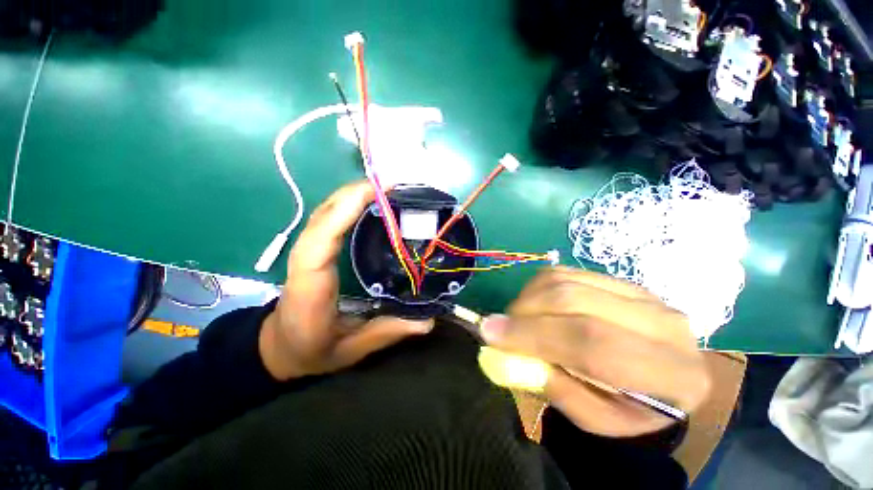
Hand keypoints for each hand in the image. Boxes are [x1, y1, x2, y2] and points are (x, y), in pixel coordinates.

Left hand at [259, 181, 432, 380]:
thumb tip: (428, 321)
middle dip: (355, 193)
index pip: (320, 240)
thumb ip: (387, 332)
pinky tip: (369, 201)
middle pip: (323, 215)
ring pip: (325, 212)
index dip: (344, 211)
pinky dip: (348, 204)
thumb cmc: (310, 349)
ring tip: (386, 188)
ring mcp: (308, 251)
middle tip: (394, 185)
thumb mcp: (349, 349)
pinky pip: (329, 219)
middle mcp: (305, 260)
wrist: (279, 347)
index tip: (376, 193)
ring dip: (353, 194)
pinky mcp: (316, 249)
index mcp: (310, 285)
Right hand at [480, 268, 709, 436]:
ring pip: (564, 281)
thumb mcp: (595, 419)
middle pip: (574, 301)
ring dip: (528, 298)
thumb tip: (503, 351)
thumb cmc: (630, 408)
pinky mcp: (617, 278)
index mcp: (672, 373)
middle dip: (524, 313)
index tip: (491, 334)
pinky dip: (537, 286)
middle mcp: (663, 322)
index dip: (535, 335)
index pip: (593, 343)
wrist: (661, 377)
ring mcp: (640, 292)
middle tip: (499, 327)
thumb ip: (553, 387)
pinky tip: (535, 304)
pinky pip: (564, 272)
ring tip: (518, 319)